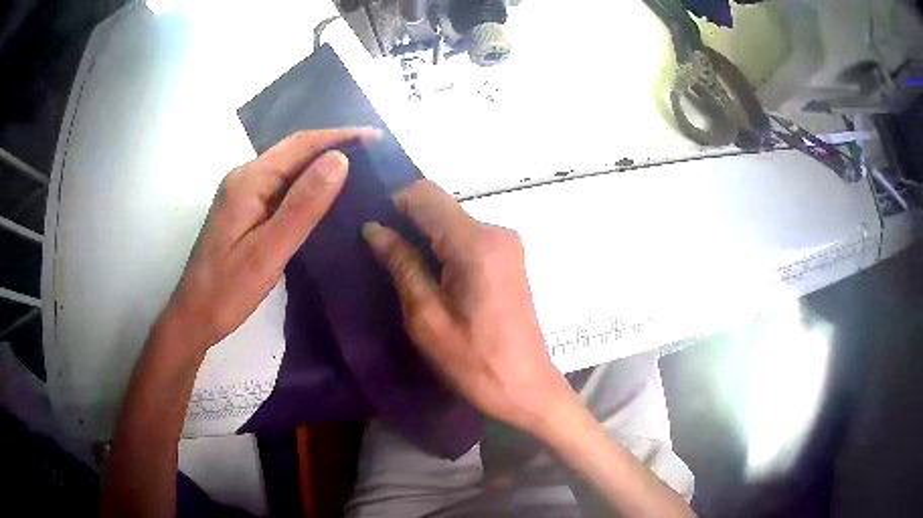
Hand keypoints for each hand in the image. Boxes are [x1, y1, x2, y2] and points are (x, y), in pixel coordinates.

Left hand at [155, 128, 378, 354]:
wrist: (194, 316)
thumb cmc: (228, 290)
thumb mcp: (268, 251)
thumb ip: (302, 205)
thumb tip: (339, 159)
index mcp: (249, 180)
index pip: (301, 144)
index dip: (340, 136)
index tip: (376, 138)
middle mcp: (244, 177)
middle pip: (294, 152)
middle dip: (334, 146)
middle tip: (374, 155)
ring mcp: (241, 193)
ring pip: (288, 168)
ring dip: (321, 164)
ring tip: (360, 171)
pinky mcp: (243, 210)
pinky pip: (280, 186)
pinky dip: (307, 185)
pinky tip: (324, 196)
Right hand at [362, 180, 575, 432]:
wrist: (525, 386)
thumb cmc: (474, 361)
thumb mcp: (427, 317)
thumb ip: (402, 264)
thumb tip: (374, 228)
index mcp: (476, 243)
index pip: (426, 194)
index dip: (394, 203)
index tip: (373, 228)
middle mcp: (496, 232)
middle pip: (440, 205)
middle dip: (407, 220)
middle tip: (378, 251)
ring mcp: (506, 244)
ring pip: (452, 221)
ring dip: (424, 236)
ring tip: (398, 265)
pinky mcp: (508, 258)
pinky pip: (466, 237)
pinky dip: (442, 247)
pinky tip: (428, 273)